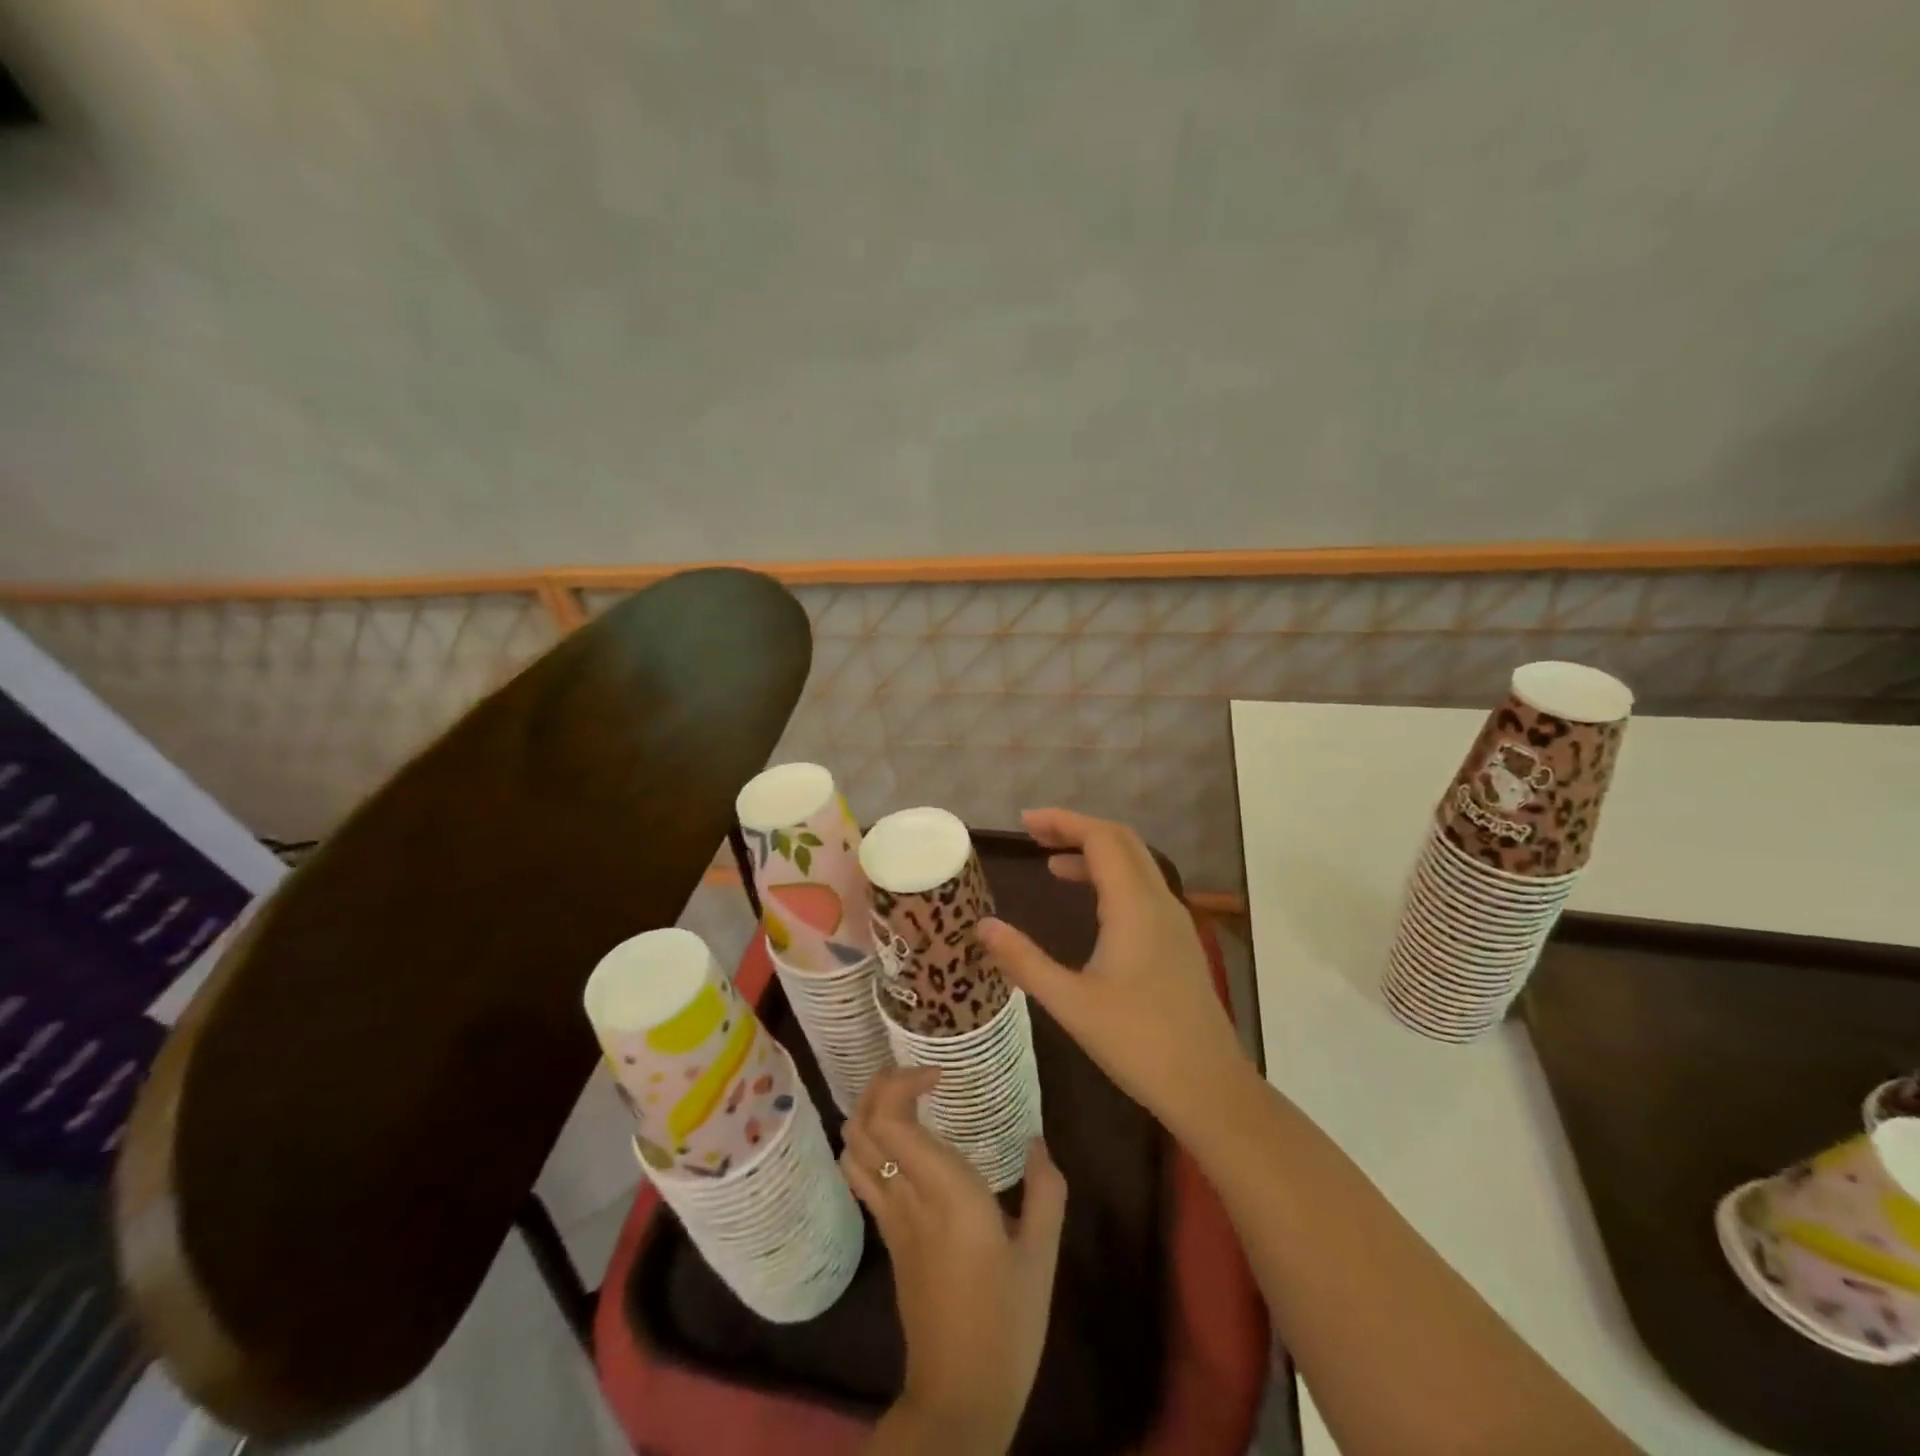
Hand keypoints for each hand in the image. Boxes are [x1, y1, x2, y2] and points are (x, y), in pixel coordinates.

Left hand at [843, 1067, 1066, 1454]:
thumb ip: (1046, 1190)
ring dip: (868, 1113)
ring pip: (853, 1149)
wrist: (961, 1398)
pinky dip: (868, 1145)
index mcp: (945, 1192)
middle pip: (863, 1125)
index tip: (939, 1076)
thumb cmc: (1008, 1324)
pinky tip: (899, 1146)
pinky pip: (861, 1176)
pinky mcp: (887, 1239)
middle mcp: (907, 1197)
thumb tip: (1037, 1142)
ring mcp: (890, 1219)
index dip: (903, 1083)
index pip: (893, 1119)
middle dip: (880, 1087)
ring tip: (905, 1101)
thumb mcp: (1042, 1256)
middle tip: (917, 1076)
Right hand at [978, 808, 1249, 1135]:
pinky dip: (1111, 878)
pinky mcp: (1178, 940)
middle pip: (1121, 840)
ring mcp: (1174, 920)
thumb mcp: (1071, 1003)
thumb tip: (982, 925)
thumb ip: (1024, 961)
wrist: (1208, 1086)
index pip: (1101, 838)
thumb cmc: (1138, 1043)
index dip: (1062, 821)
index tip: (1024, 823)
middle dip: (1077, 829)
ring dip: (1095, 853)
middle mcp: (1159, 901)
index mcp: (1135, 907)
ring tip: (1051, 863)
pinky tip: (1089, 903)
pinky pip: (1143, 888)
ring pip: (1135, 863)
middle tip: (1034, 835)